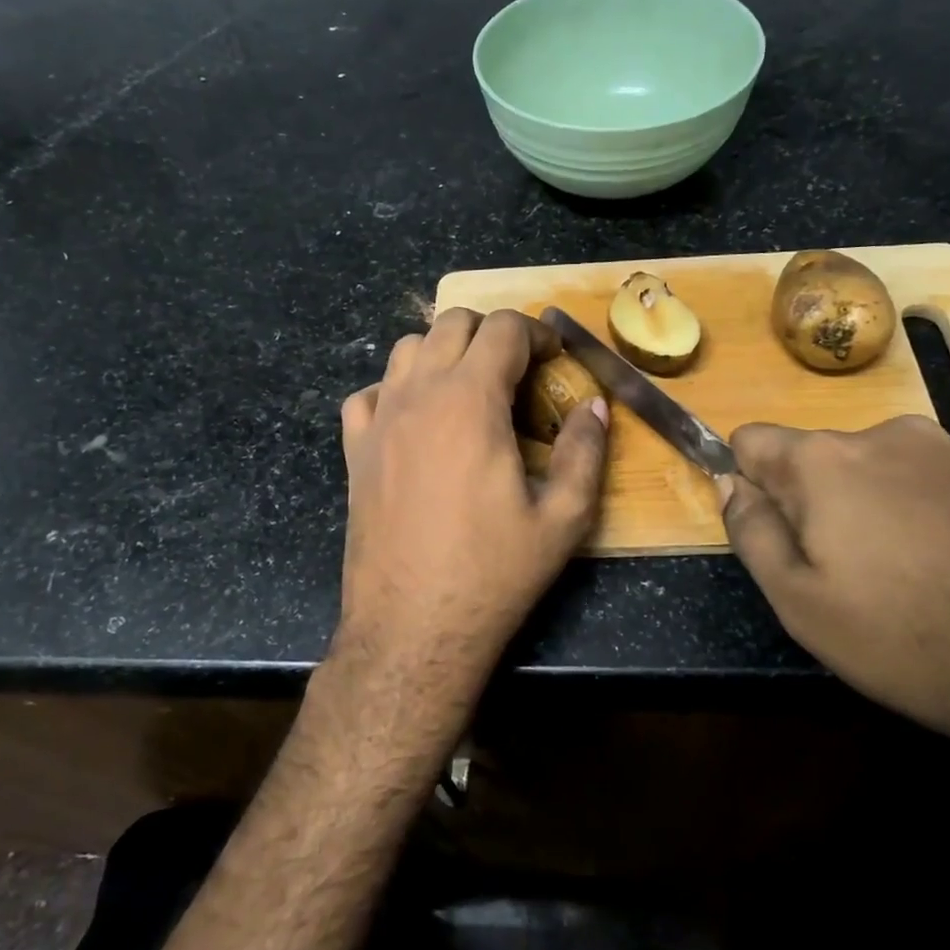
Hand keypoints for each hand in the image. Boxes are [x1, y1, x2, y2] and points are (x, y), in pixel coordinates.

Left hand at [333, 308, 608, 742]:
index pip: (503, 329)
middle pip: (452, 323)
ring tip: (470, 389)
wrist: (413, 627)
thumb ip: (584, 452)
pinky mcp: (354, 451)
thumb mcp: (562, 518)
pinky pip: (369, 393)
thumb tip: (594, 407)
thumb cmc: (493, 573)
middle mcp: (419, 396)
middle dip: (492, 334)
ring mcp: (379, 421)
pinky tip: (416, 420)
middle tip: (519, 371)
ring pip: (407, 348)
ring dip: (444, 352)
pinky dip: (396, 389)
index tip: (555, 358)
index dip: (537, 333)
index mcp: (471, 401)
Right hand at [721, 415, 949, 766]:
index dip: (747, 482)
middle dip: (816, 504)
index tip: (772, 533)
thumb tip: (731, 484)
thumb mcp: (803, 604)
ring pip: (883, 473)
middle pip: (820, 459)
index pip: (753, 441)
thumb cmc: (918, 638)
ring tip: (917, 585)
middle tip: (848, 578)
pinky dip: (934, 520)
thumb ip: (751, 534)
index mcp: (824, 461)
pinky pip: (941, 487)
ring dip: (878, 512)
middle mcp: (886, 436)